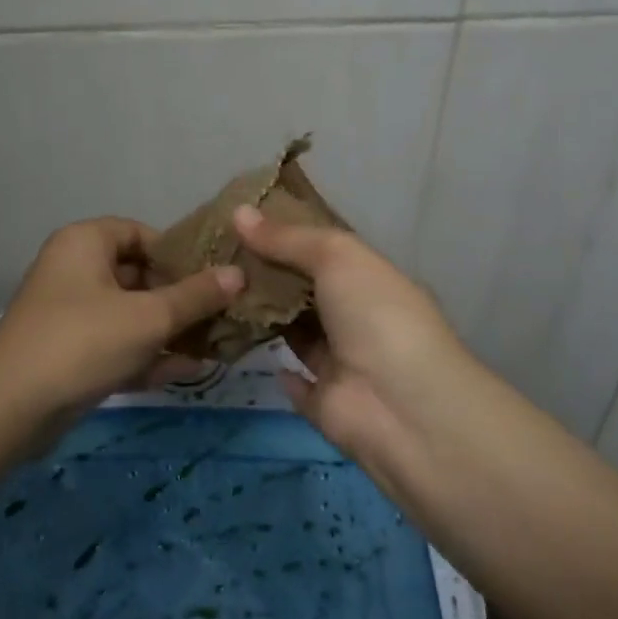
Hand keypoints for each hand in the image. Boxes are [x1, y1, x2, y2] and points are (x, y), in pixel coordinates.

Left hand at [0, 217, 244, 415]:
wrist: (10, 408)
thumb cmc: (84, 341)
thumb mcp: (149, 317)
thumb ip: (196, 296)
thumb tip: (238, 274)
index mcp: (86, 242)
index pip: (140, 233)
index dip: (177, 254)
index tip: (211, 278)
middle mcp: (74, 270)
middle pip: (138, 275)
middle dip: (180, 298)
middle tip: (220, 314)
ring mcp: (70, 314)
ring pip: (130, 314)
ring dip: (168, 330)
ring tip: (214, 344)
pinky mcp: (69, 353)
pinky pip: (116, 344)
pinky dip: (146, 354)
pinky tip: (186, 370)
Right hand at [231, 204, 479, 473]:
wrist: (402, 406)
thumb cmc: (376, 315)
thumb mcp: (337, 257)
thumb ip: (288, 238)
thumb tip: (238, 212)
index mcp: (370, 280)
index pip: (326, 253)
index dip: (288, 237)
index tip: (242, 224)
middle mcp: (358, 319)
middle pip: (307, 292)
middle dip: (269, 276)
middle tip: (215, 257)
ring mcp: (343, 364)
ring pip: (297, 334)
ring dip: (266, 319)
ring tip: (216, 295)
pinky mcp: (326, 403)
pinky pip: (297, 384)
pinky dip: (278, 370)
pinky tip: (244, 349)